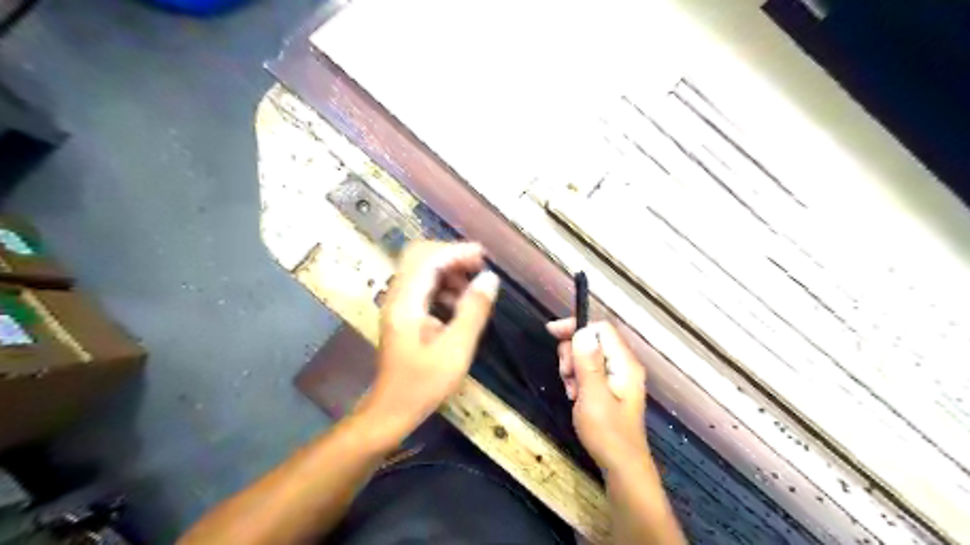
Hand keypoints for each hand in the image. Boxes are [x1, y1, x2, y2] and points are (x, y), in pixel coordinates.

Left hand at [363, 243, 499, 433]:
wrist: (392, 409)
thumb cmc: (424, 384)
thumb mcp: (456, 349)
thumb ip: (473, 311)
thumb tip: (490, 278)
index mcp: (406, 302)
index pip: (428, 258)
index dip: (457, 252)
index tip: (483, 258)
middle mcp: (397, 296)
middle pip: (420, 256)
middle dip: (451, 256)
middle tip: (478, 268)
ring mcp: (398, 304)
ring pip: (421, 269)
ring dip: (448, 271)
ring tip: (472, 288)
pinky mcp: (402, 313)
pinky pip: (422, 286)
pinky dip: (442, 285)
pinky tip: (458, 304)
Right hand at [544, 319, 649, 472]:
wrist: (621, 467)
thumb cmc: (607, 433)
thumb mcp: (593, 396)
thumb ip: (588, 362)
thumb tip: (582, 331)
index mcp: (624, 363)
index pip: (600, 328)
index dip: (576, 327)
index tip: (552, 333)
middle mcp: (624, 365)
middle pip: (592, 340)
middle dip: (572, 352)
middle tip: (566, 375)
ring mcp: (618, 376)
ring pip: (587, 355)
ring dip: (573, 368)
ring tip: (571, 390)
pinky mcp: (611, 388)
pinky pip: (589, 371)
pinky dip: (578, 379)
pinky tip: (575, 395)